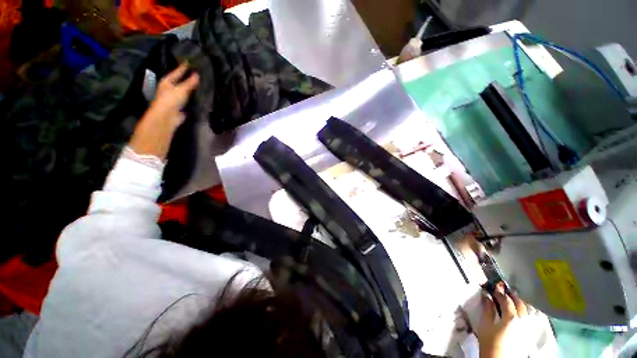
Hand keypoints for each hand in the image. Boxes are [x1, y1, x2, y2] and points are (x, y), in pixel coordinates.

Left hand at [129, 64, 198, 158]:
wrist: (166, 117)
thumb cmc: (170, 100)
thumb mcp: (181, 89)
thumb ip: (189, 82)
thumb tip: (197, 74)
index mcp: (167, 81)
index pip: (177, 71)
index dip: (183, 67)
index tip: (190, 61)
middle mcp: (170, 88)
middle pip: (180, 80)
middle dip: (187, 77)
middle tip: (197, 71)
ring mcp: (174, 98)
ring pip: (184, 90)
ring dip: (191, 87)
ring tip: (200, 83)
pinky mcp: (180, 107)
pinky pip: (188, 99)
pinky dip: (193, 97)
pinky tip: (199, 96)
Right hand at [476, 283, 531, 357]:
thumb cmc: (490, 342)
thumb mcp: (485, 325)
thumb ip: (487, 309)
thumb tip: (486, 296)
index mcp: (511, 317)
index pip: (506, 300)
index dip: (500, 292)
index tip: (493, 286)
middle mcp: (523, 321)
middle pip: (520, 304)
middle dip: (512, 296)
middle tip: (503, 291)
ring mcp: (528, 328)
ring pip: (526, 311)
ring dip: (519, 303)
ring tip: (511, 300)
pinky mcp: (528, 334)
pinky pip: (528, 318)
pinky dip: (523, 311)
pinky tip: (518, 312)